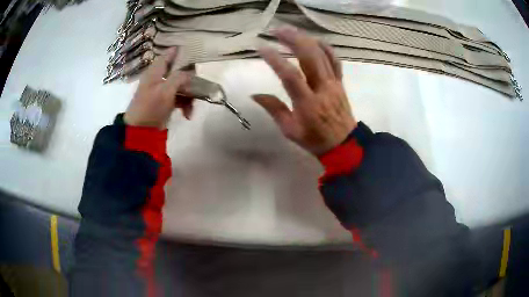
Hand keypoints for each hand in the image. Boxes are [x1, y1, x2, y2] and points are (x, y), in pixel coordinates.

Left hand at [124, 48, 192, 128]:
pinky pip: (179, 98)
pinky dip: (185, 105)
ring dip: (189, 95)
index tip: (193, 51)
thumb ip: (179, 77)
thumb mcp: (165, 90)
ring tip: (192, 108)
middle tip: (198, 85)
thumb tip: (191, 72)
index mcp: (156, 71)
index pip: (168, 55)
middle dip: (189, 79)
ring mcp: (162, 90)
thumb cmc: (150, 107)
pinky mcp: (165, 102)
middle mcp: (159, 78)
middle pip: (178, 71)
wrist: (140, 131)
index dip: (179, 51)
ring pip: (181, 85)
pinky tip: (187, 114)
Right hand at [253, 27, 356, 155]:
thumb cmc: (315, 140)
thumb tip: (255, 94)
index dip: (275, 59)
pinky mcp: (340, 82)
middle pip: (309, 56)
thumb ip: (274, 109)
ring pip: (322, 54)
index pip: (290, 76)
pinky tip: (313, 39)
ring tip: (290, 30)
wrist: (344, 144)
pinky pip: (334, 60)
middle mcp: (322, 88)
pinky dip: (325, 47)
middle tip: (276, 30)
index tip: (261, 47)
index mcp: (308, 103)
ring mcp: (333, 83)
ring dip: (305, 39)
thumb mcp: (290, 130)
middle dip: (292, 39)